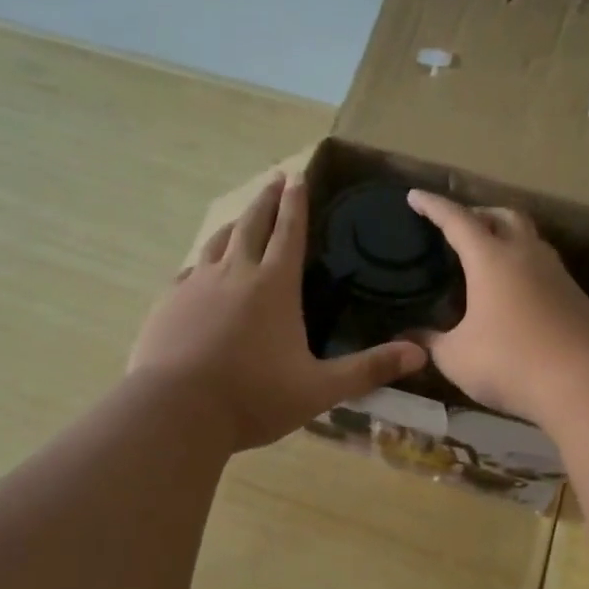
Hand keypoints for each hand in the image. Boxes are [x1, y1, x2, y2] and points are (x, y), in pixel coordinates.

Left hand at [131, 175, 426, 451]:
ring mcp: (196, 285)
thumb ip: (368, 369)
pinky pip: (190, 270)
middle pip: (252, 224)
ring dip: (235, 223)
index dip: (296, 203)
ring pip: (218, 242)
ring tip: (242, 216)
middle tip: (274, 179)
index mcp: (274, 285)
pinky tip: (201, 269)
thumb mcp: (319, 388)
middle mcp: (235, 273)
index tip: (297, 177)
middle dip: (266, 200)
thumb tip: (420, 353)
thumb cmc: (254, 397)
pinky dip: (203, 261)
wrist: (176, 411)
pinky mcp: (169, 303)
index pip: (289, 232)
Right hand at [406, 191, 588, 425]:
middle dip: (478, 213)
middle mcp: (526, 256)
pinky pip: (544, 266)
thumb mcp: (457, 357)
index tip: (414, 196)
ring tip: (486, 256)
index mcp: (491, 259)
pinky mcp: (576, 297)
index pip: (457, 220)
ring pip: (529, 238)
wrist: (588, 385)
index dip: (433, 206)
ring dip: (506, 236)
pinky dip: (523, 265)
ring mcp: (557, 275)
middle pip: (503, 215)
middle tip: (458, 225)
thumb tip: (408, 336)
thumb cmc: (511, 363)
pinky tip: (514, 292)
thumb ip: (430, 342)